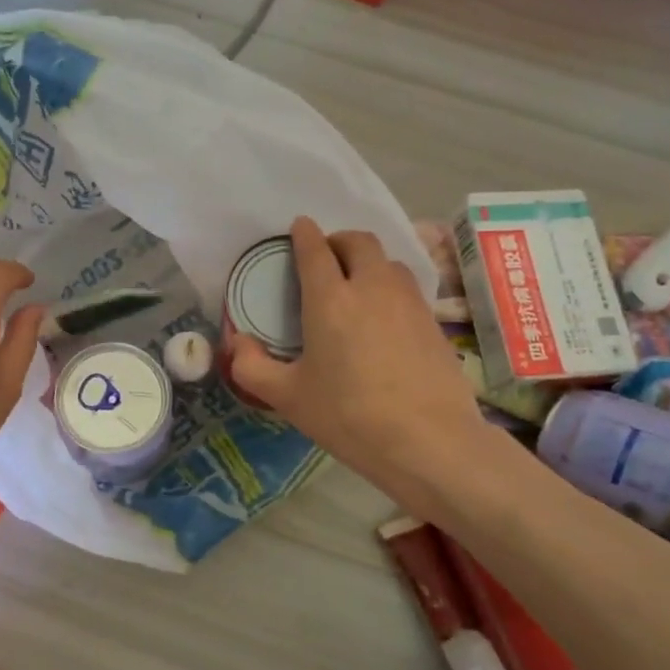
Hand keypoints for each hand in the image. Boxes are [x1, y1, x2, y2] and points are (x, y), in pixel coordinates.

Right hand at [230, 217, 514, 517]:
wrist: (428, 441)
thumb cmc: (349, 417)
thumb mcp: (288, 398)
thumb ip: (252, 367)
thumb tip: (236, 342)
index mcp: (330, 300)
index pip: (315, 249)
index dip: (304, 234)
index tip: (299, 228)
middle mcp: (371, 287)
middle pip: (358, 242)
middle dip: (338, 241)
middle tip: (326, 260)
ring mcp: (408, 302)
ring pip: (388, 261)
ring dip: (368, 262)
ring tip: (356, 286)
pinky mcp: (433, 321)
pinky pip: (407, 287)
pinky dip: (390, 287)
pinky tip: (383, 318)